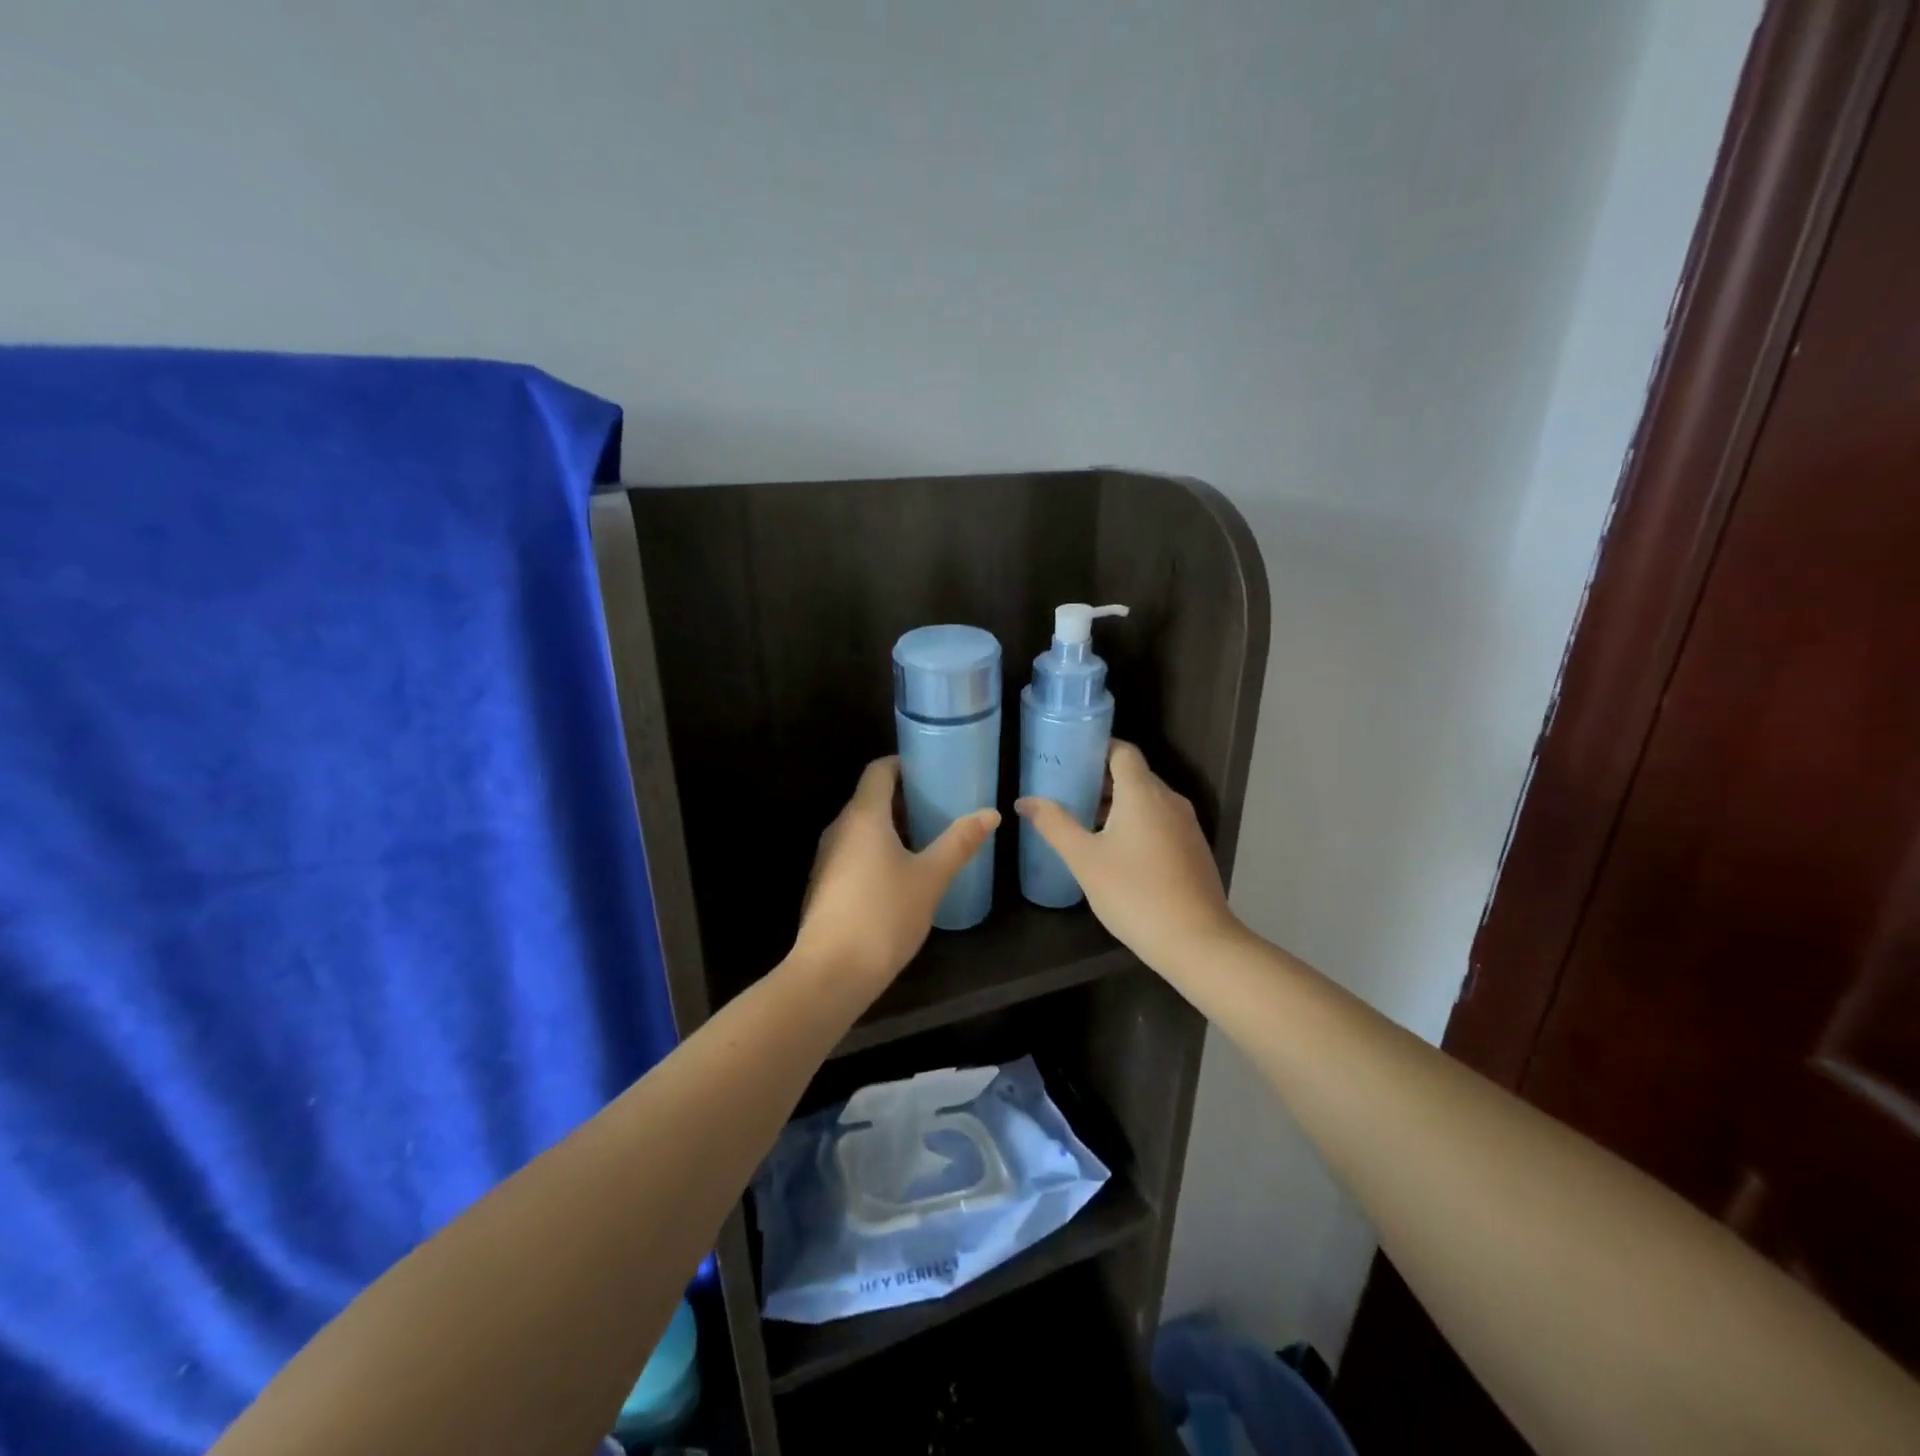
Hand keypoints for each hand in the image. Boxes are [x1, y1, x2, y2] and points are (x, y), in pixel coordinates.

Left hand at [792, 757, 999, 990]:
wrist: (831, 973)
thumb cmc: (884, 915)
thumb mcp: (931, 878)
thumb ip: (959, 842)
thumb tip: (990, 813)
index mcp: (863, 817)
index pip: (879, 771)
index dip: (903, 765)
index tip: (932, 772)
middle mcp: (839, 829)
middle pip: (870, 798)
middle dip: (904, 798)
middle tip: (940, 806)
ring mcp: (827, 858)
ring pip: (861, 828)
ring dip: (891, 827)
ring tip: (926, 839)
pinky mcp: (824, 884)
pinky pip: (853, 852)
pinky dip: (877, 851)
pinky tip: (900, 874)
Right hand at [1016, 741, 1243, 972]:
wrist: (1196, 941)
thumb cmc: (1134, 893)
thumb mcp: (1084, 859)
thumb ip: (1054, 825)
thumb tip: (1025, 801)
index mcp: (1143, 792)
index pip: (1121, 750)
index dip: (1095, 748)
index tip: (1068, 759)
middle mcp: (1169, 800)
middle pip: (1133, 774)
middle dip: (1100, 780)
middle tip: (1065, 792)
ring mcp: (1185, 825)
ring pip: (1147, 800)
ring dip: (1117, 804)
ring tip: (1084, 822)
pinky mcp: (1192, 849)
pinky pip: (1159, 821)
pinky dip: (1136, 823)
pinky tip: (1115, 851)